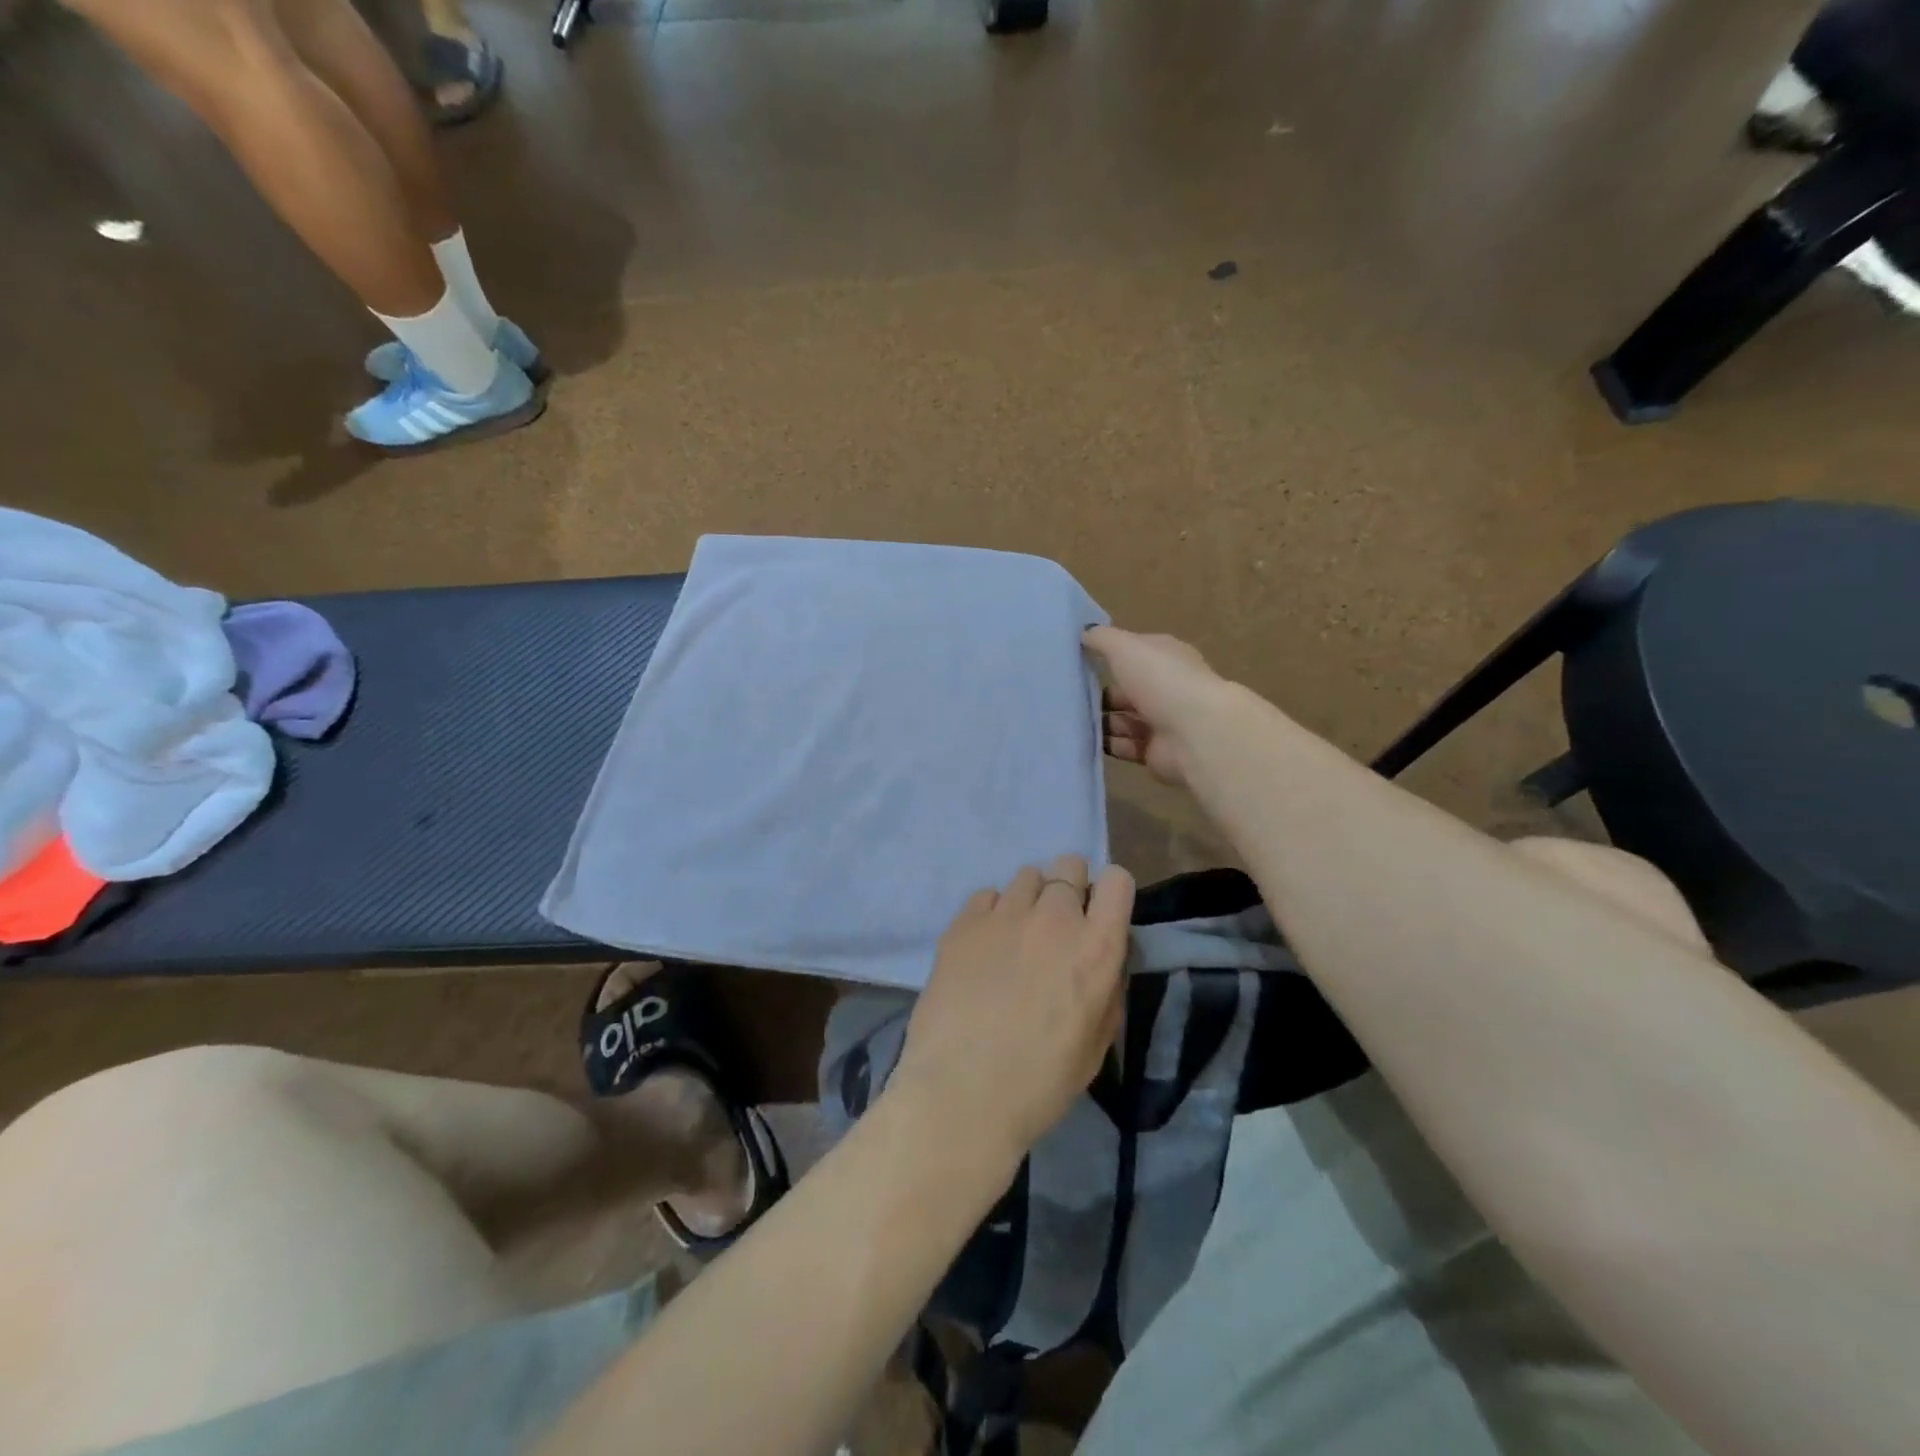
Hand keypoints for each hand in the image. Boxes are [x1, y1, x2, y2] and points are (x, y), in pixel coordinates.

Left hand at [890, 855, 1134, 1163]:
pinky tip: (983, 947)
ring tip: (1015, 937)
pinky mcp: (963, 922)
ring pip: (1026, 876)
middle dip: (1069, 888)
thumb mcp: (1097, 1043)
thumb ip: (1106, 987)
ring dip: (1029, 899)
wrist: (962, 1093)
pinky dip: (991, 913)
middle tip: (1056, 926)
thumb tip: (1100, 961)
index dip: (1109, 893)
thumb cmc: (1041, 1082)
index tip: (1098, 914)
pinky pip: (986, 895)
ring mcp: (1005, 915)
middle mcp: (1054, 918)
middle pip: (1069, 865)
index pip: (1116, 881)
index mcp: (1096, 948)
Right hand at [1083, 627, 1231, 786]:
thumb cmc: (1160, 680)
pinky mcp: (1156, 752)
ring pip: (1123, 720)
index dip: (1109, 656)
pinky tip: (1088, 742)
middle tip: (1070, 699)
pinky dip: (1108, 745)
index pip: (1134, 654)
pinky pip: (1126, 747)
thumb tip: (1083, 632)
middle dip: (1100, 695)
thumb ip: (1102, 639)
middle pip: (1127, 690)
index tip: (1078, 662)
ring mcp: (1163, 722)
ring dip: (1101, 722)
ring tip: (1075, 722)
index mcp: (1165, 658)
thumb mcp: (1125, 647)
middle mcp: (1166, 688)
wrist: (1195, 733)